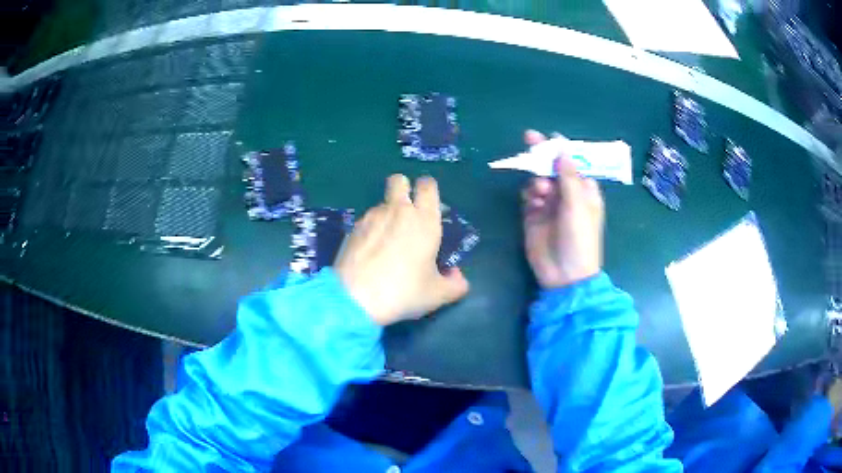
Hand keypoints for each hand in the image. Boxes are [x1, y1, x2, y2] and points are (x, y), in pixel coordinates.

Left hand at [335, 175, 469, 325]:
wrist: (355, 299)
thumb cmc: (403, 292)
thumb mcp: (437, 295)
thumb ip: (455, 284)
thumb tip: (457, 277)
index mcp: (424, 220)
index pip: (428, 185)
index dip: (428, 189)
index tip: (428, 205)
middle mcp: (398, 210)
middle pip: (399, 180)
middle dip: (403, 188)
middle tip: (407, 213)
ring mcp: (371, 217)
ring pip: (381, 203)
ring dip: (387, 214)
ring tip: (387, 244)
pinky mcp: (352, 228)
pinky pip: (366, 221)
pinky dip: (371, 230)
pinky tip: (370, 253)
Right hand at [522, 130, 604, 287]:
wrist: (564, 276)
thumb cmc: (579, 239)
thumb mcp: (578, 205)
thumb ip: (568, 175)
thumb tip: (562, 148)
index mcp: (585, 191)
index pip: (573, 163)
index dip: (562, 150)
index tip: (549, 137)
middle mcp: (567, 194)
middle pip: (552, 167)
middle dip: (543, 156)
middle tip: (529, 138)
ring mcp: (549, 205)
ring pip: (538, 179)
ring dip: (537, 179)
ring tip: (540, 192)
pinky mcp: (533, 215)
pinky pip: (528, 195)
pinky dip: (529, 195)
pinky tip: (533, 202)